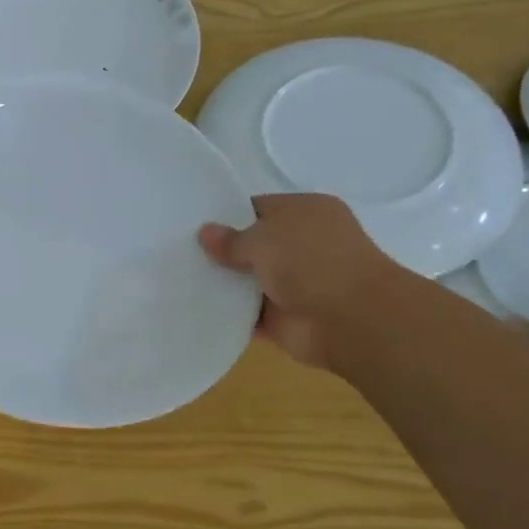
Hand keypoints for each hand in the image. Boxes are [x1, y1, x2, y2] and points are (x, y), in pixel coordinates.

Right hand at [197, 193, 393, 367]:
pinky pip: (248, 313)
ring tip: (177, 278)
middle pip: (252, 244)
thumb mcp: (263, 238)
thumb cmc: (311, 262)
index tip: (192, 224)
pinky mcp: (284, 317)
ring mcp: (294, 282)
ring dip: (223, 283)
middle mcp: (302, 244)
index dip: (225, 215)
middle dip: (220, 250)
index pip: (257, 207)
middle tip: (178, 251)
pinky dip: (228, 313)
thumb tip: (205, 233)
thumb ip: (231, 239)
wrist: (351, 320)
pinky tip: (196, 307)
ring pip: (248, 279)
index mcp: (305, 212)